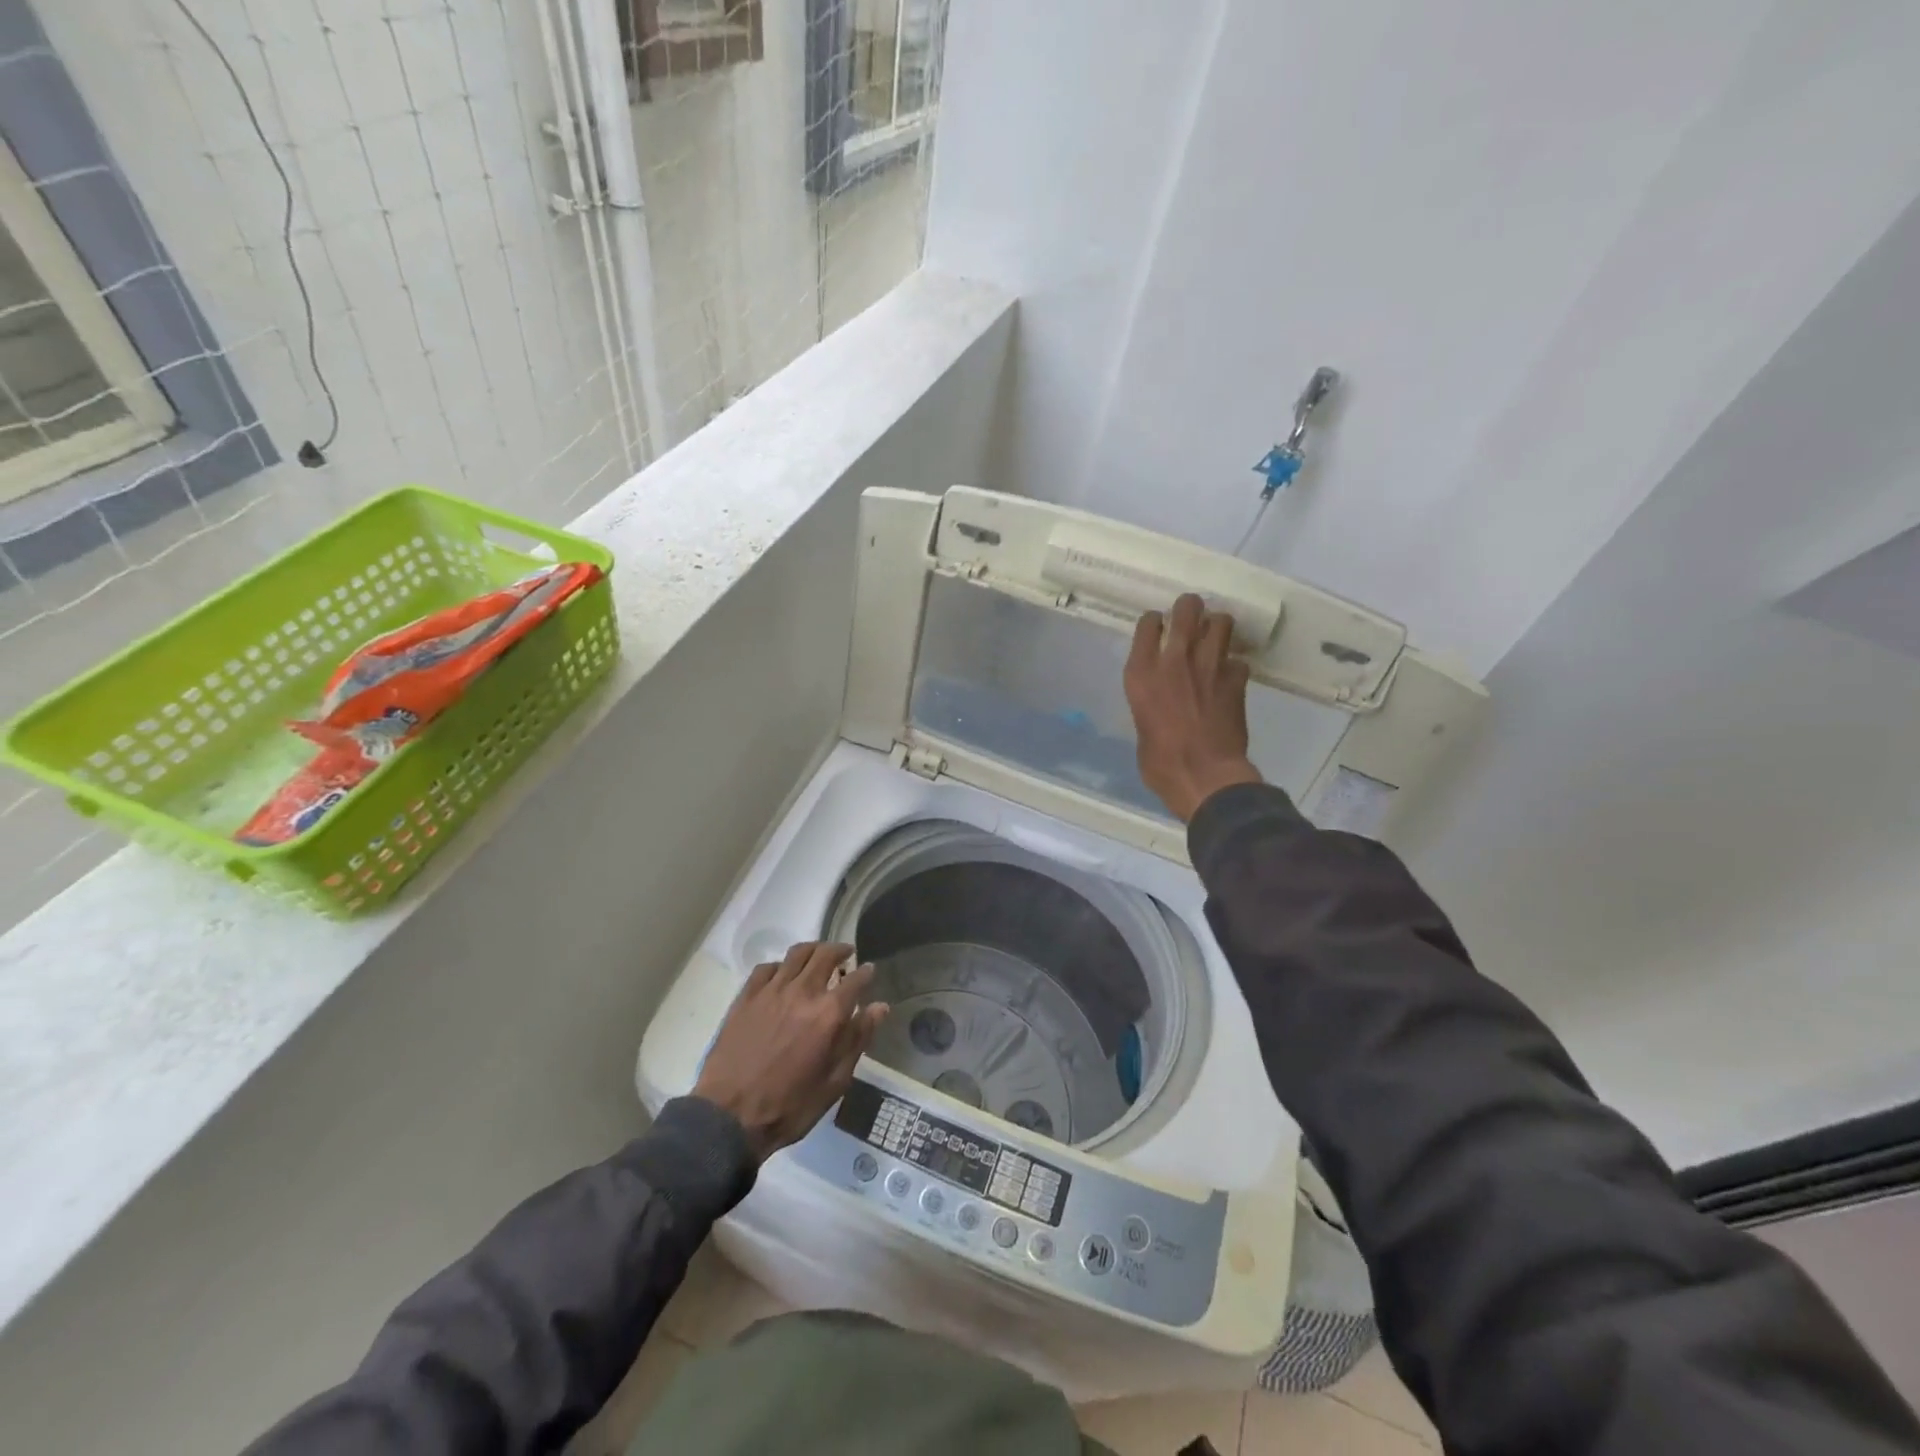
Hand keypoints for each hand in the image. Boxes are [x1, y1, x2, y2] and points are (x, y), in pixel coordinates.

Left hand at [692, 942, 888, 1161]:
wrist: (729, 1116)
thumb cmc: (789, 1106)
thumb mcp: (835, 1082)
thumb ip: (858, 1039)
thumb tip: (879, 1007)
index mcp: (829, 1014)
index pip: (856, 979)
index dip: (866, 972)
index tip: (869, 970)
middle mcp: (803, 992)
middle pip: (825, 955)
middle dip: (841, 950)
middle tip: (846, 954)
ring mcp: (771, 990)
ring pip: (797, 953)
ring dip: (813, 950)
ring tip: (818, 956)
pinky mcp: (746, 996)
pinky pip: (767, 967)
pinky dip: (781, 966)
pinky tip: (782, 976)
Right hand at [1124, 594, 1264, 821]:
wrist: (1205, 776)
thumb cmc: (1161, 762)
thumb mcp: (1142, 728)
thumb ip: (1150, 705)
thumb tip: (1160, 704)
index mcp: (1142, 673)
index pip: (1148, 624)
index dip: (1155, 621)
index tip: (1158, 627)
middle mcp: (1174, 660)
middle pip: (1187, 609)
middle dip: (1190, 608)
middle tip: (1191, 616)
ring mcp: (1209, 666)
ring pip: (1221, 622)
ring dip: (1217, 627)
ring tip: (1214, 638)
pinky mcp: (1237, 680)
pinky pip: (1238, 660)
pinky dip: (1234, 666)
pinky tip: (1229, 677)